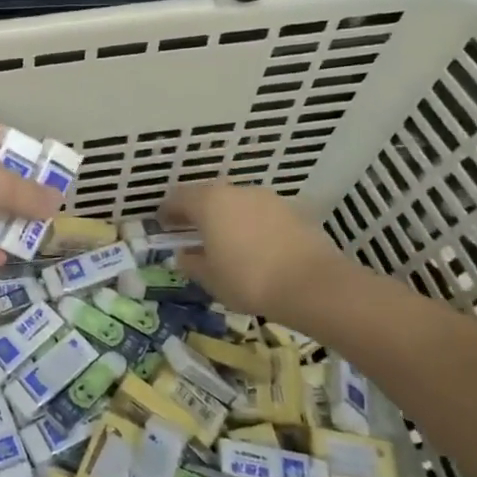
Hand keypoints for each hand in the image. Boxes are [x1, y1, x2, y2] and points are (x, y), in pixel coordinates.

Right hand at [161, 182, 356, 327]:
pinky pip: (260, 214)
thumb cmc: (249, 280)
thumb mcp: (210, 278)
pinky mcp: (292, 211)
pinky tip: (254, 247)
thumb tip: (183, 255)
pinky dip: (251, 225)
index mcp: (209, 203)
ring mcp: (267, 199)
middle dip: (197, 213)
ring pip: (236, 204)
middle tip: (191, 232)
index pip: (178, 198)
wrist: (314, 285)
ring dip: (226, 218)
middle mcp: (236, 192)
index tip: (162, 225)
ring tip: (225, 242)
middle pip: (208, 196)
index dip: (167, 211)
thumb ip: (192, 263)